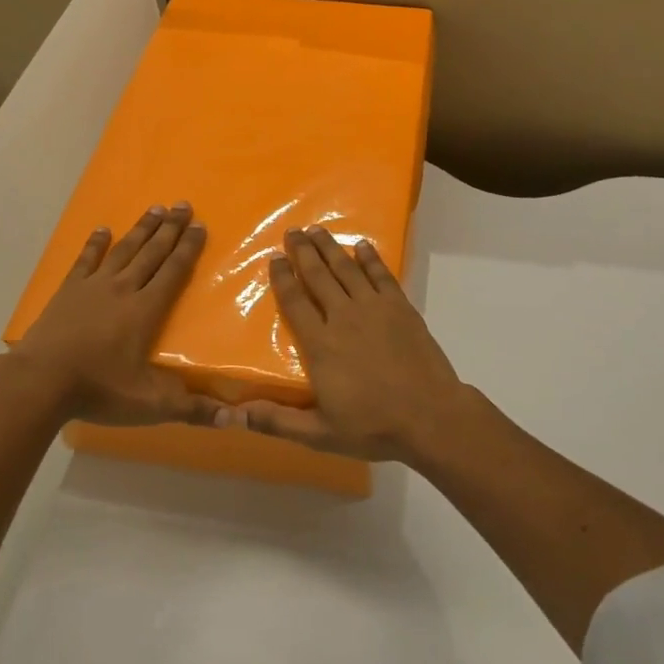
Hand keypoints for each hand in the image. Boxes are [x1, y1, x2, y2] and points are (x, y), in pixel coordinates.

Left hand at [10, 203, 222, 428]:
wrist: (40, 381)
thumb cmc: (98, 390)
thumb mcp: (150, 404)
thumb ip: (192, 409)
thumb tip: (235, 419)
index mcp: (146, 310)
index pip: (173, 272)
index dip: (189, 249)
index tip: (200, 226)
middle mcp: (123, 290)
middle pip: (152, 253)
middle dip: (170, 229)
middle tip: (184, 204)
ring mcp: (93, 287)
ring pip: (124, 250)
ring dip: (141, 229)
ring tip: (156, 208)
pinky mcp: (68, 292)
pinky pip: (85, 261)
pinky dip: (95, 245)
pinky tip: (102, 230)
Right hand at [221, 225, 476, 464]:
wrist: (430, 416)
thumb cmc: (373, 427)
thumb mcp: (319, 433)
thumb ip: (276, 421)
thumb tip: (233, 415)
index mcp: (320, 344)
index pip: (295, 302)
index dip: (282, 278)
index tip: (274, 258)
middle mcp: (343, 317)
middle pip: (318, 276)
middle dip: (304, 251)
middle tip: (293, 231)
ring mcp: (374, 308)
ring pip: (347, 269)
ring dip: (330, 247)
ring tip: (318, 230)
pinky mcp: (400, 307)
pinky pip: (381, 275)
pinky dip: (370, 258)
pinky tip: (362, 245)